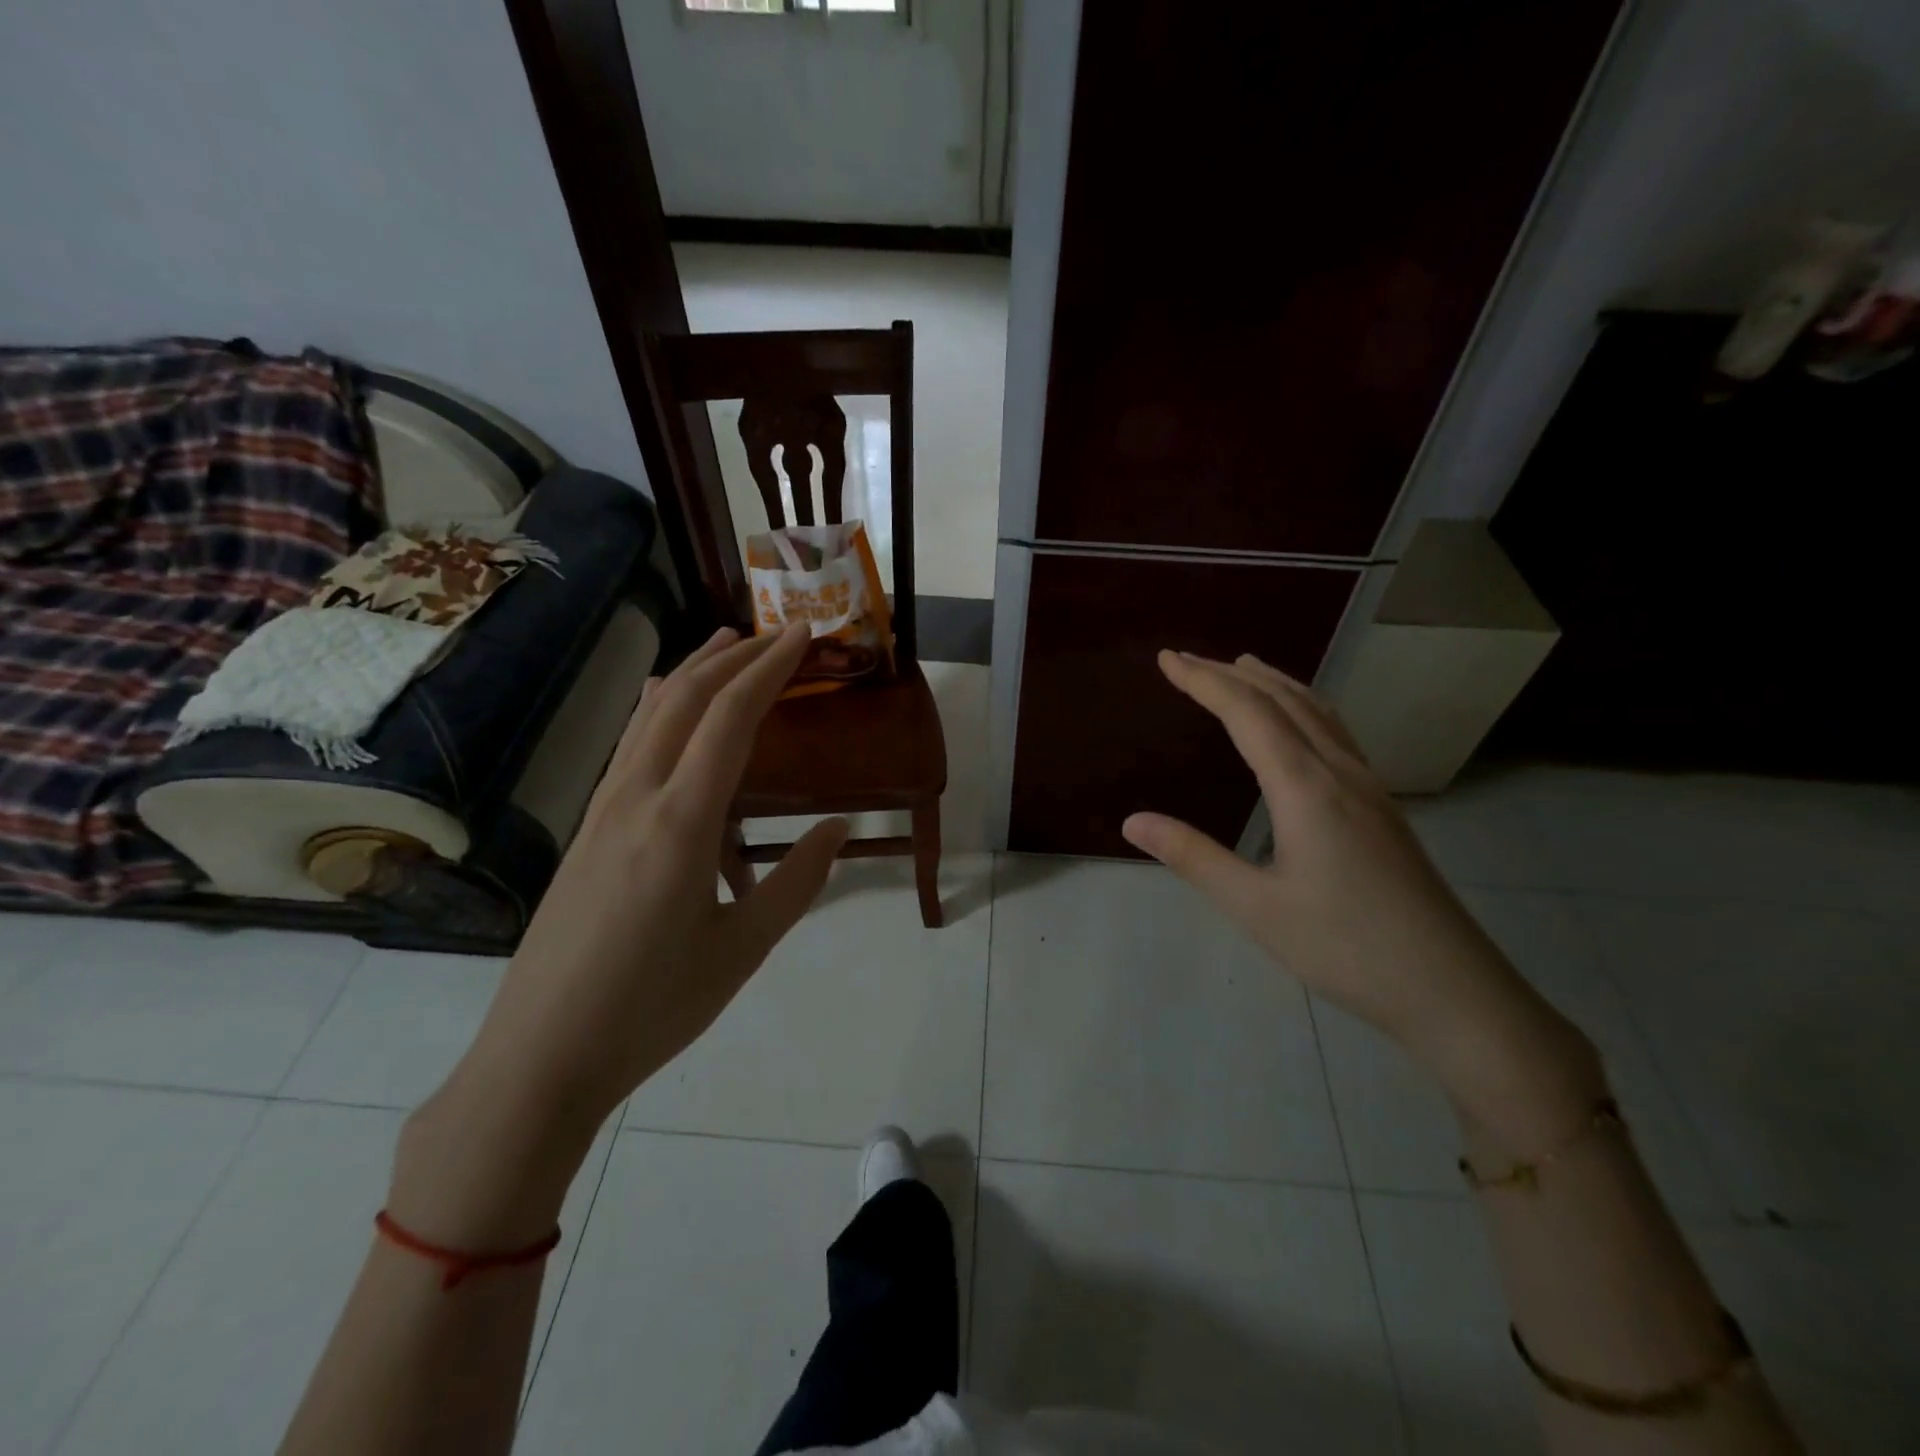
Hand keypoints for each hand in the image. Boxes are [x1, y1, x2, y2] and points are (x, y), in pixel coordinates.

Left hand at [392, 626, 846, 1242]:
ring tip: (727, 646)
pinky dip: (663, 709)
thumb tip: (840, 827)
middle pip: (685, 699)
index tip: (803, 634)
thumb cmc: (653, 1007)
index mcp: (681, 823)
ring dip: (693, 673)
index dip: (770, 668)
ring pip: (651, 716)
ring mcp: (602, 810)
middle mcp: (636, 798)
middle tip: (777, 633)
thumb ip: (798, 882)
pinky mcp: (587, 830)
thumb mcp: (743, 949)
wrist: (540, 1057)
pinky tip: (668, 711)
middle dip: (734, 656)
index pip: (731, 718)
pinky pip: (631, 746)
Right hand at [1122, 651, 1601, 1139]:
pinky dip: (1304, 706)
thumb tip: (1132, 820)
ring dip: (1274, 683)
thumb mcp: (1255, 907)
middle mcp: (1340, 772)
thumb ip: (1193, 857)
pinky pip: (1336, 733)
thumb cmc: (1345, 948)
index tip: (1166, 659)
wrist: (1452, 989)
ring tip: (1243, 667)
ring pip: (1318, 712)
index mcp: (1305, 787)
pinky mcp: (1382, 807)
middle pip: (1283, 701)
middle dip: (1232, 674)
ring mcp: (1368, 787)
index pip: (1247, 714)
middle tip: (1187, 659)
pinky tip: (1300, 723)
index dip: (1204, 681)